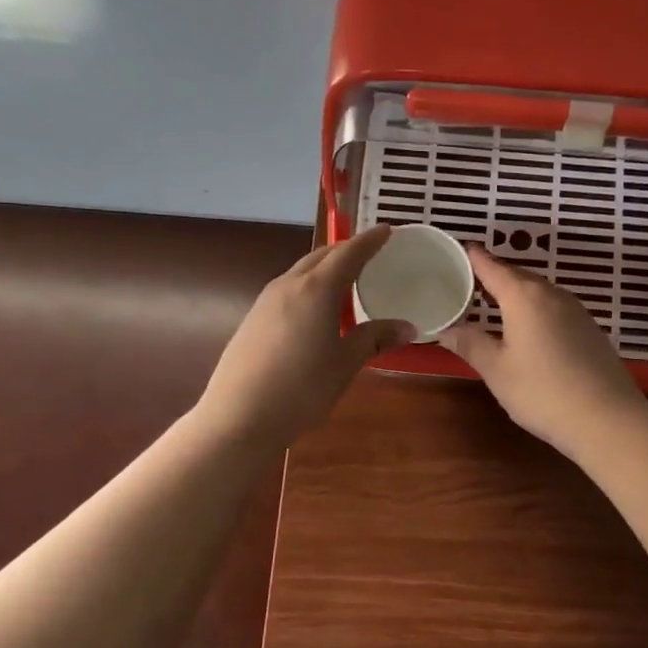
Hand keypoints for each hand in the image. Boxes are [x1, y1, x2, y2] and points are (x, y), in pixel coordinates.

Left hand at [197, 226, 414, 449]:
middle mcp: (289, 285)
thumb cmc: (302, 388)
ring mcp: (265, 301)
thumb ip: (375, 339)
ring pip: (301, 272)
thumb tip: (407, 327)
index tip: (387, 230)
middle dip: (346, 251)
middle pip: (321, 256)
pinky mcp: (253, 319)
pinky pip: (288, 290)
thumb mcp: (346, 363)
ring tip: (346, 284)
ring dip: (325, 269)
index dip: (370, 241)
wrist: (239, 417)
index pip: (349, 253)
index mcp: (316, 289)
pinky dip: (309, 288)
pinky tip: (316, 312)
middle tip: (370, 256)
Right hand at [441, 245, 646, 458]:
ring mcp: (576, 310)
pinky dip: (536, 309)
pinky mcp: (591, 329)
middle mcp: (552, 294)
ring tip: (495, 303)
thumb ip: (471, 344)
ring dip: (516, 293)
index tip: (459, 250)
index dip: (474, 258)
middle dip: (494, 275)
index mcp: (524, 297)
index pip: (492, 267)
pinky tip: (529, 328)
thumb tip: (446, 328)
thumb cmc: (542, 392)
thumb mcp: (497, 370)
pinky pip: (555, 307)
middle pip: (518, 275)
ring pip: (539, 291)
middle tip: (470, 281)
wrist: (607, 419)